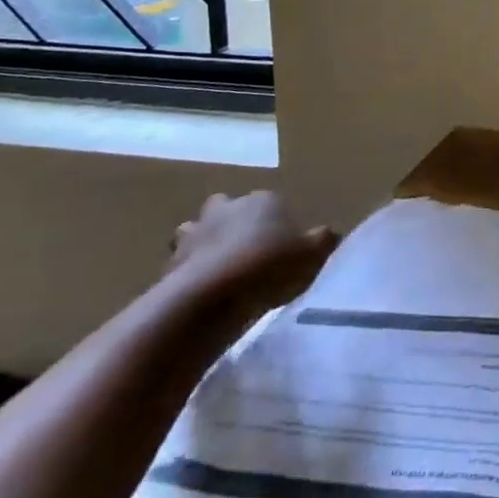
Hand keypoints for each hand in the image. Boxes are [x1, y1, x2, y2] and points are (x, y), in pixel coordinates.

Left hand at [169, 191, 335, 313]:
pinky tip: (202, 291)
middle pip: (227, 208)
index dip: (277, 222)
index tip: (282, 244)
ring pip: (196, 230)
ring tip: (219, 269)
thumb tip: (329, 235)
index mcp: (263, 200)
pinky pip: (181, 262)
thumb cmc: (269, 266)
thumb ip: (323, 240)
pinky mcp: (170, 262)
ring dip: (204, 243)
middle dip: (232, 222)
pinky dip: (189, 271)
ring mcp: (194, 233)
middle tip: (246, 250)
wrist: (211, 297)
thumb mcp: (313, 254)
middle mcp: (226, 208)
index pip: (272, 202)